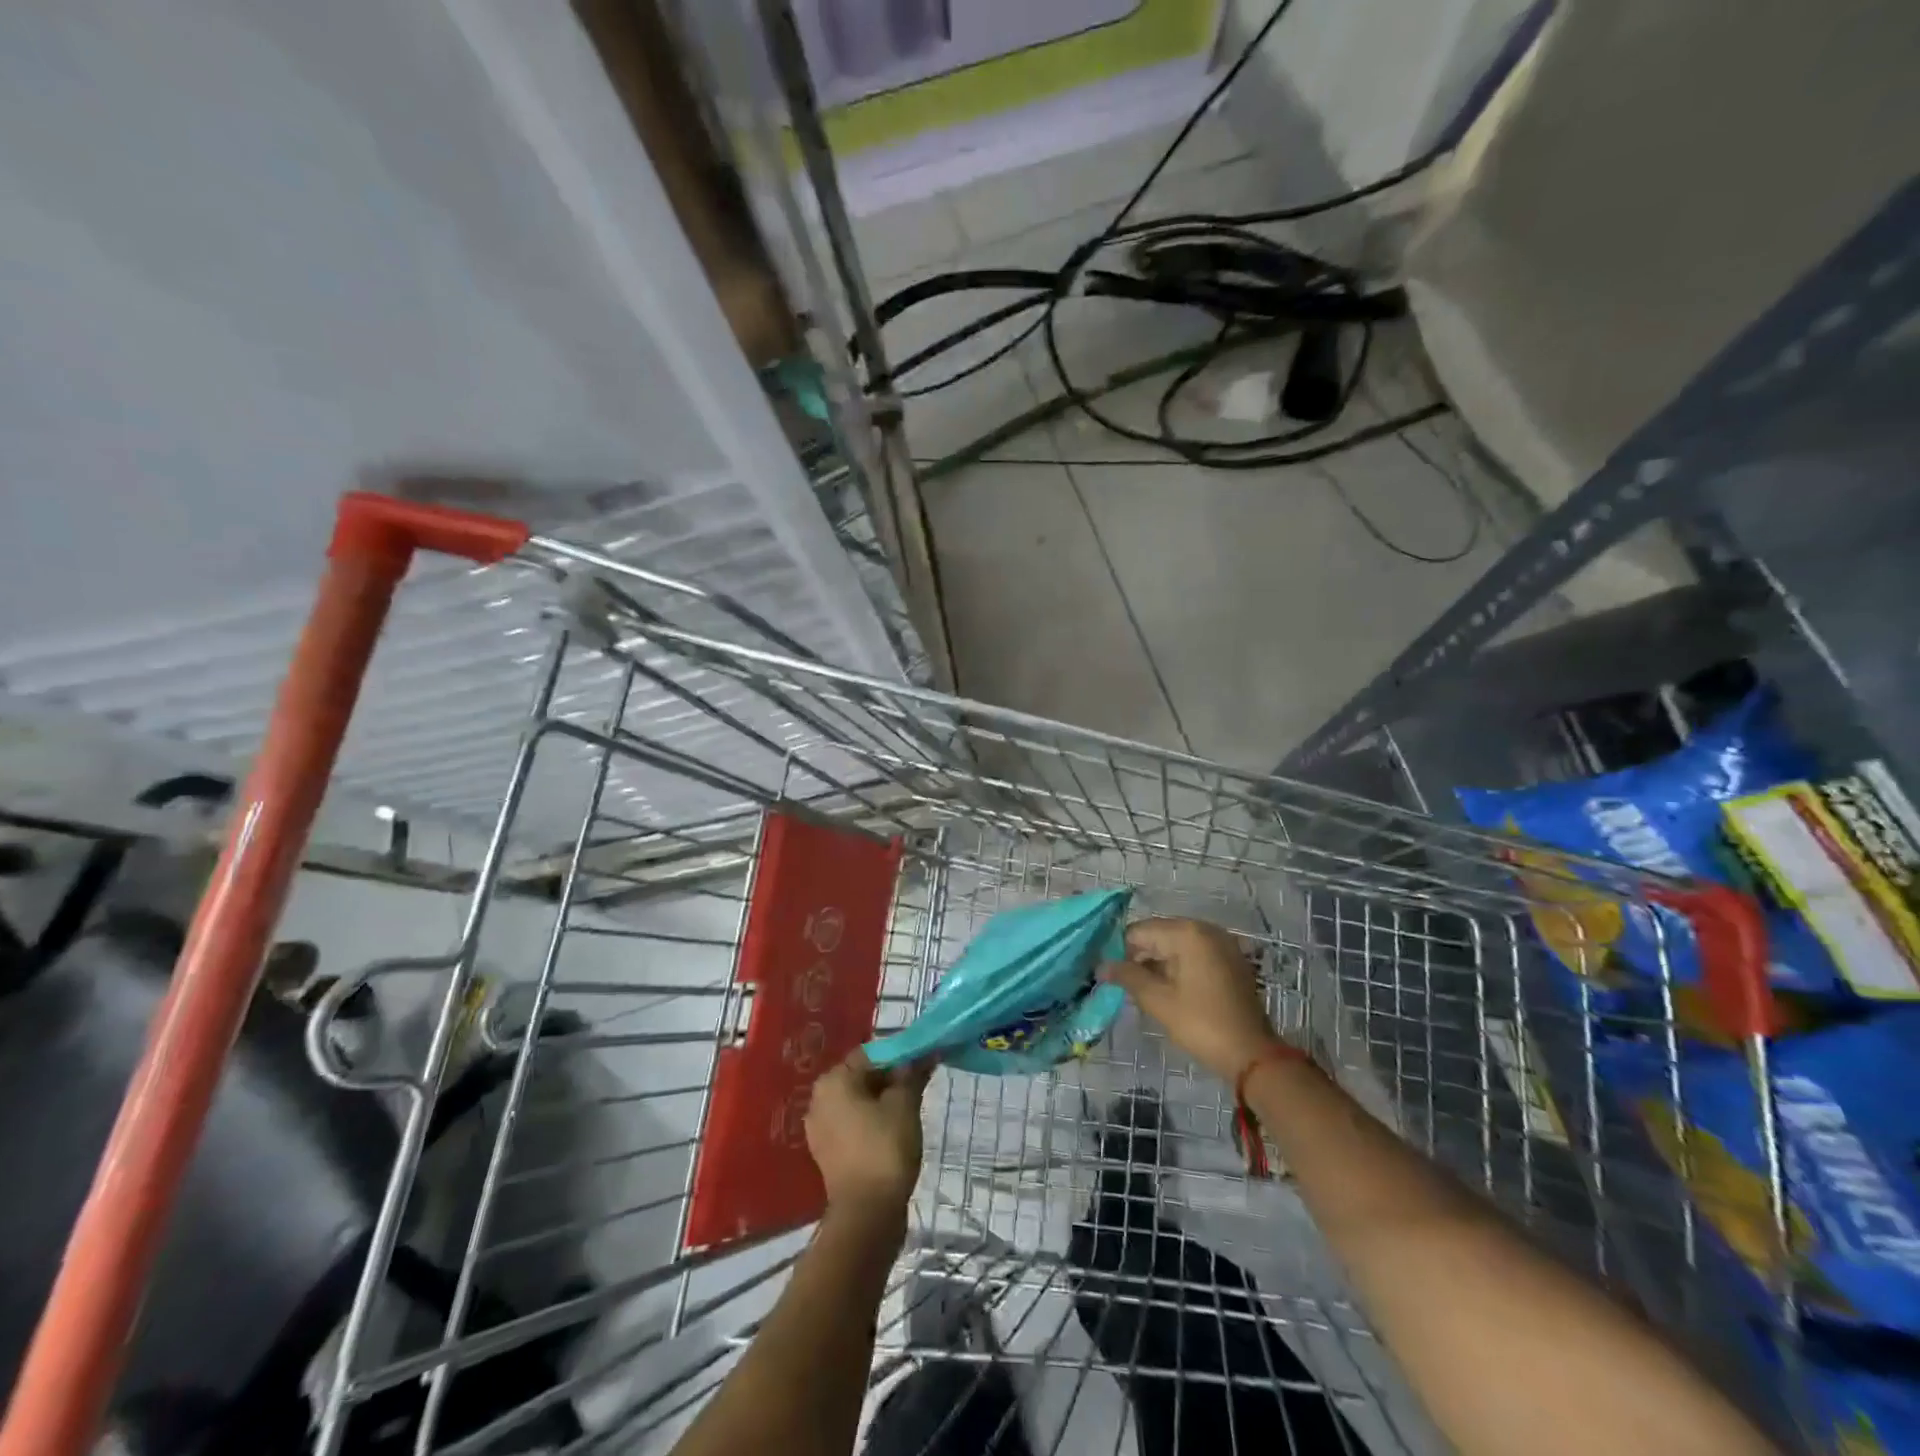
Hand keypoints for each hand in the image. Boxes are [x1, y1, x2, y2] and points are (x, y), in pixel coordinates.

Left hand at [805, 1051, 931, 1221]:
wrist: (866, 1215)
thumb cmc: (885, 1148)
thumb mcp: (905, 1104)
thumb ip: (912, 1073)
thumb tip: (924, 1051)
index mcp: (834, 1080)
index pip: (871, 1053)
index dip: (900, 1054)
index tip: (924, 1061)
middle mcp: (819, 1098)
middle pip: (862, 1075)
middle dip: (892, 1076)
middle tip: (920, 1084)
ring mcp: (820, 1127)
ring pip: (858, 1099)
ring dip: (883, 1098)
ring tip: (910, 1107)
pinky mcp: (827, 1151)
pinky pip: (852, 1123)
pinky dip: (872, 1120)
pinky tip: (893, 1130)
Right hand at [1103, 918, 1279, 1082]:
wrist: (1253, 1056)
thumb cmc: (1201, 1024)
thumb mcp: (1158, 1001)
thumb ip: (1127, 977)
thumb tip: (1101, 966)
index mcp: (1188, 933)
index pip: (1139, 931)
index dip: (1120, 951)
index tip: (1110, 975)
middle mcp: (1206, 929)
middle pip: (1158, 934)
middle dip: (1140, 957)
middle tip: (1125, 985)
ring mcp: (1222, 943)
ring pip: (1176, 945)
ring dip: (1158, 963)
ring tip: (1144, 990)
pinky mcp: (1230, 959)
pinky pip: (1194, 954)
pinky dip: (1178, 966)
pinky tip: (1169, 989)